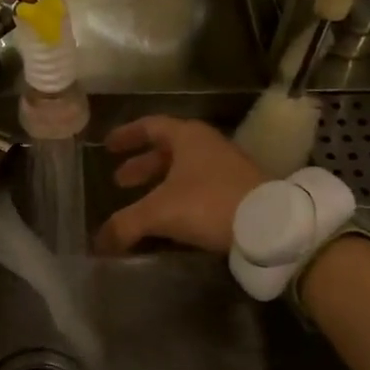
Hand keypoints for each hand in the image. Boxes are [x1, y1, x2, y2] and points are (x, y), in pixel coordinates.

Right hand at [96, 117, 266, 254]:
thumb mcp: (159, 212)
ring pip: (185, 171)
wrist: (271, 226)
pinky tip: (171, 219)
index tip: (108, 146)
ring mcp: (227, 168)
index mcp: (187, 137)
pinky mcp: (240, 191)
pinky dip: (180, 198)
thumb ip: (125, 224)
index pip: (150, 126)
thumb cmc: (209, 203)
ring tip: (142, 203)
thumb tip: (98, 243)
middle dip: (141, 166)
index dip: (127, 135)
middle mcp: (207, 145)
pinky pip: (200, 188)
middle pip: (167, 150)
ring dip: (160, 184)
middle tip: (120, 182)